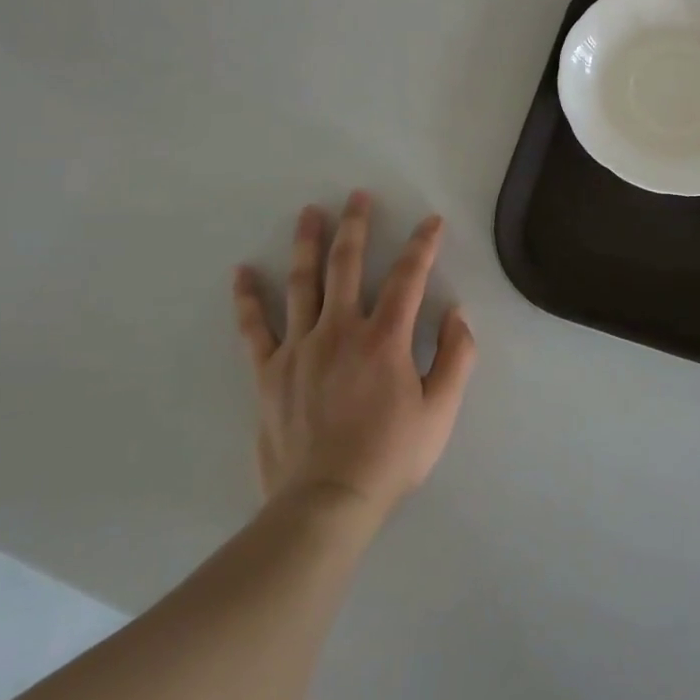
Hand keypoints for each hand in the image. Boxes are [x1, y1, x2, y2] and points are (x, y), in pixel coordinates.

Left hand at [232, 191, 476, 520]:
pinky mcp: (269, 372)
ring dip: (307, 244)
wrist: (326, 503)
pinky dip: (247, 299)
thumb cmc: (390, 457)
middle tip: (357, 195)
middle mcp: (340, 330)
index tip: (431, 221)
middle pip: (348, 265)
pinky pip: (254, 328)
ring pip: (302, 283)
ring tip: (309, 213)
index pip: (408, 277)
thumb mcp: (441, 412)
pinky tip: (242, 272)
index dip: (422, 245)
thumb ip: (456, 357)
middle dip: (356, 225)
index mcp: (384, 339)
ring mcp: (300, 348)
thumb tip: (457, 313)